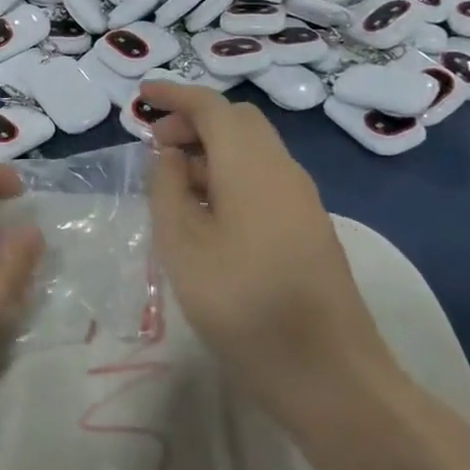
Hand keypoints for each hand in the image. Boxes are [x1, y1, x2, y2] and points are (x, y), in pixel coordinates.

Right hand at [141, 83, 401, 428]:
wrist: (328, 374)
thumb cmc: (241, 303)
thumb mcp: (182, 244)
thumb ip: (167, 188)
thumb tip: (169, 154)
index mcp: (250, 164)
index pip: (211, 107)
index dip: (174, 95)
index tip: (141, 95)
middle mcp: (282, 170)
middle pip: (238, 122)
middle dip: (193, 121)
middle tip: (156, 144)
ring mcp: (302, 199)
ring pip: (253, 149)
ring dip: (211, 149)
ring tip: (173, 180)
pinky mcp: (309, 227)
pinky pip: (264, 177)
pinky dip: (230, 173)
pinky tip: (207, 211)